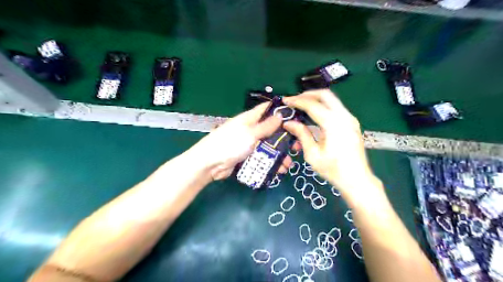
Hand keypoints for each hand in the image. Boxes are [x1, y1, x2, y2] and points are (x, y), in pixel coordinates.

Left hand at [193, 102, 294, 180]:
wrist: (211, 164)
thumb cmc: (230, 143)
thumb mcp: (250, 133)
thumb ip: (266, 126)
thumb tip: (280, 115)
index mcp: (250, 119)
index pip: (266, 109)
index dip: (280, 110)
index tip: (296, 115)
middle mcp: (252, 130)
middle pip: (271, 131)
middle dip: (284, 138)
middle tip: (297, 147)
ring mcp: (250, 144)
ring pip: (269, 147)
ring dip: (280, 155)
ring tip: (289, 164)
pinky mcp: (249, 157)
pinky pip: (263, 158)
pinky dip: (272, 163)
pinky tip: (280, 170)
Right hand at [285, 91, 379, 198]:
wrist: (357, 180)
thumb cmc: (333, 170)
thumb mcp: (312, 154)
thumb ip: (301, 134)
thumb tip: (288, 123)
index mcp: (334, 124)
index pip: (312, 105)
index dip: (297, 101)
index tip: (285, 101)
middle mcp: (344, 117)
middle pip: (325, 95)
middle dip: (308, 95)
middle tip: (295, 100)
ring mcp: (350, 119)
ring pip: (332, 101)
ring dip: (316, 101)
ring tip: (302, 107)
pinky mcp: (352, 124)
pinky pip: (336, 109)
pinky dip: (323, 108)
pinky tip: (314, 117)